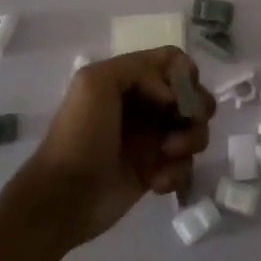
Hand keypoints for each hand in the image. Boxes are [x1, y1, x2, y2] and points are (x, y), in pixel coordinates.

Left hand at [15, 48, 213, 247]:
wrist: (63, 198)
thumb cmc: (78, 136)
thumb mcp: (94, 82)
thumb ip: (138, 69)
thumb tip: (172, 97)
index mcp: (131, 80)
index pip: (174, 62)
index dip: (184, 75)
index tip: (175, 96)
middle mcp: (146, 105)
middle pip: (194, 94)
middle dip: (197, 108)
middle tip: (184, 123)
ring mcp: (153, 140)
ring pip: (196, 130)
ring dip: (190, 140)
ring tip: (166, 155)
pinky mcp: (157, 172)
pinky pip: (187, 165)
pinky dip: (177, 173)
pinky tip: (156, 182)